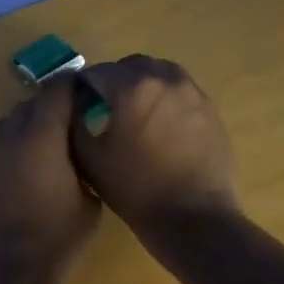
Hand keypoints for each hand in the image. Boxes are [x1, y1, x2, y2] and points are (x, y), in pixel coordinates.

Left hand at [0, 79, 100, 283]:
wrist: (10, 274)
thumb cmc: (59, 237)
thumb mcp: (90, 201)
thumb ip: (84, 165)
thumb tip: (77, 152)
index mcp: (41, 135)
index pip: (56, 90)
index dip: (71, 86)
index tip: (83, 91)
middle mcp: (7, 136)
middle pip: (27, 106)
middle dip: (47, 110)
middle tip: (65, 127)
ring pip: (2, 127)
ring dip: (20, 131)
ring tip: (35, 153)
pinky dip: (1, 157)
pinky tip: (11, 178)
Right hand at [70, 56, 239, 229]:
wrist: (193, 217)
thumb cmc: (135, 189)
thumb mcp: (90, 158)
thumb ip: (74, 121)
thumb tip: (74, 102)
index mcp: (132, 87)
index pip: (97, 72)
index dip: (82, 86)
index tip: (76, 104)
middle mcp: (164, 78)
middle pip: (130, 66)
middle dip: (113, 80)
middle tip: (103, 107)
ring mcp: (192, 92)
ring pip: (159, 73)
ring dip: (141, 85)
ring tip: (133, 114)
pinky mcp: (209, 108)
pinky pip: (179, 91)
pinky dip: (163, 98)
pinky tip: (158, 127)